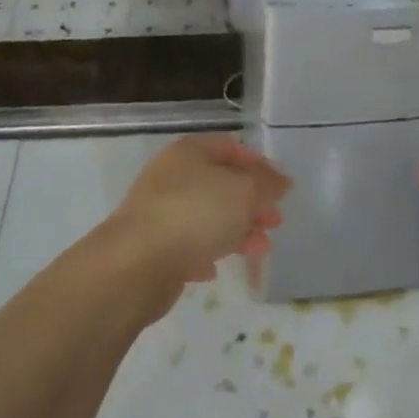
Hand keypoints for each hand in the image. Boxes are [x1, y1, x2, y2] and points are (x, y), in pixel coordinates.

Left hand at [104, 137, 288, 303]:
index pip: (230, 148)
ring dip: (236, 230)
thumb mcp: (243, 192)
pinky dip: (206, 253)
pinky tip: (214, 269)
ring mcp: (159, 211)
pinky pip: (187, 245)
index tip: (280, 188)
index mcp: (190, 152)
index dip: (258, 165)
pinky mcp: (152, 246)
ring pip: (207, 216)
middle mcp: (172, 175)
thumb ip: (267, 184)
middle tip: (274, 221)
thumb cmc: (195, 215)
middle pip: (220, 183)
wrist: (136, 264)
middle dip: (251, 202)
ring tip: (260, 249)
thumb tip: (282, 179)